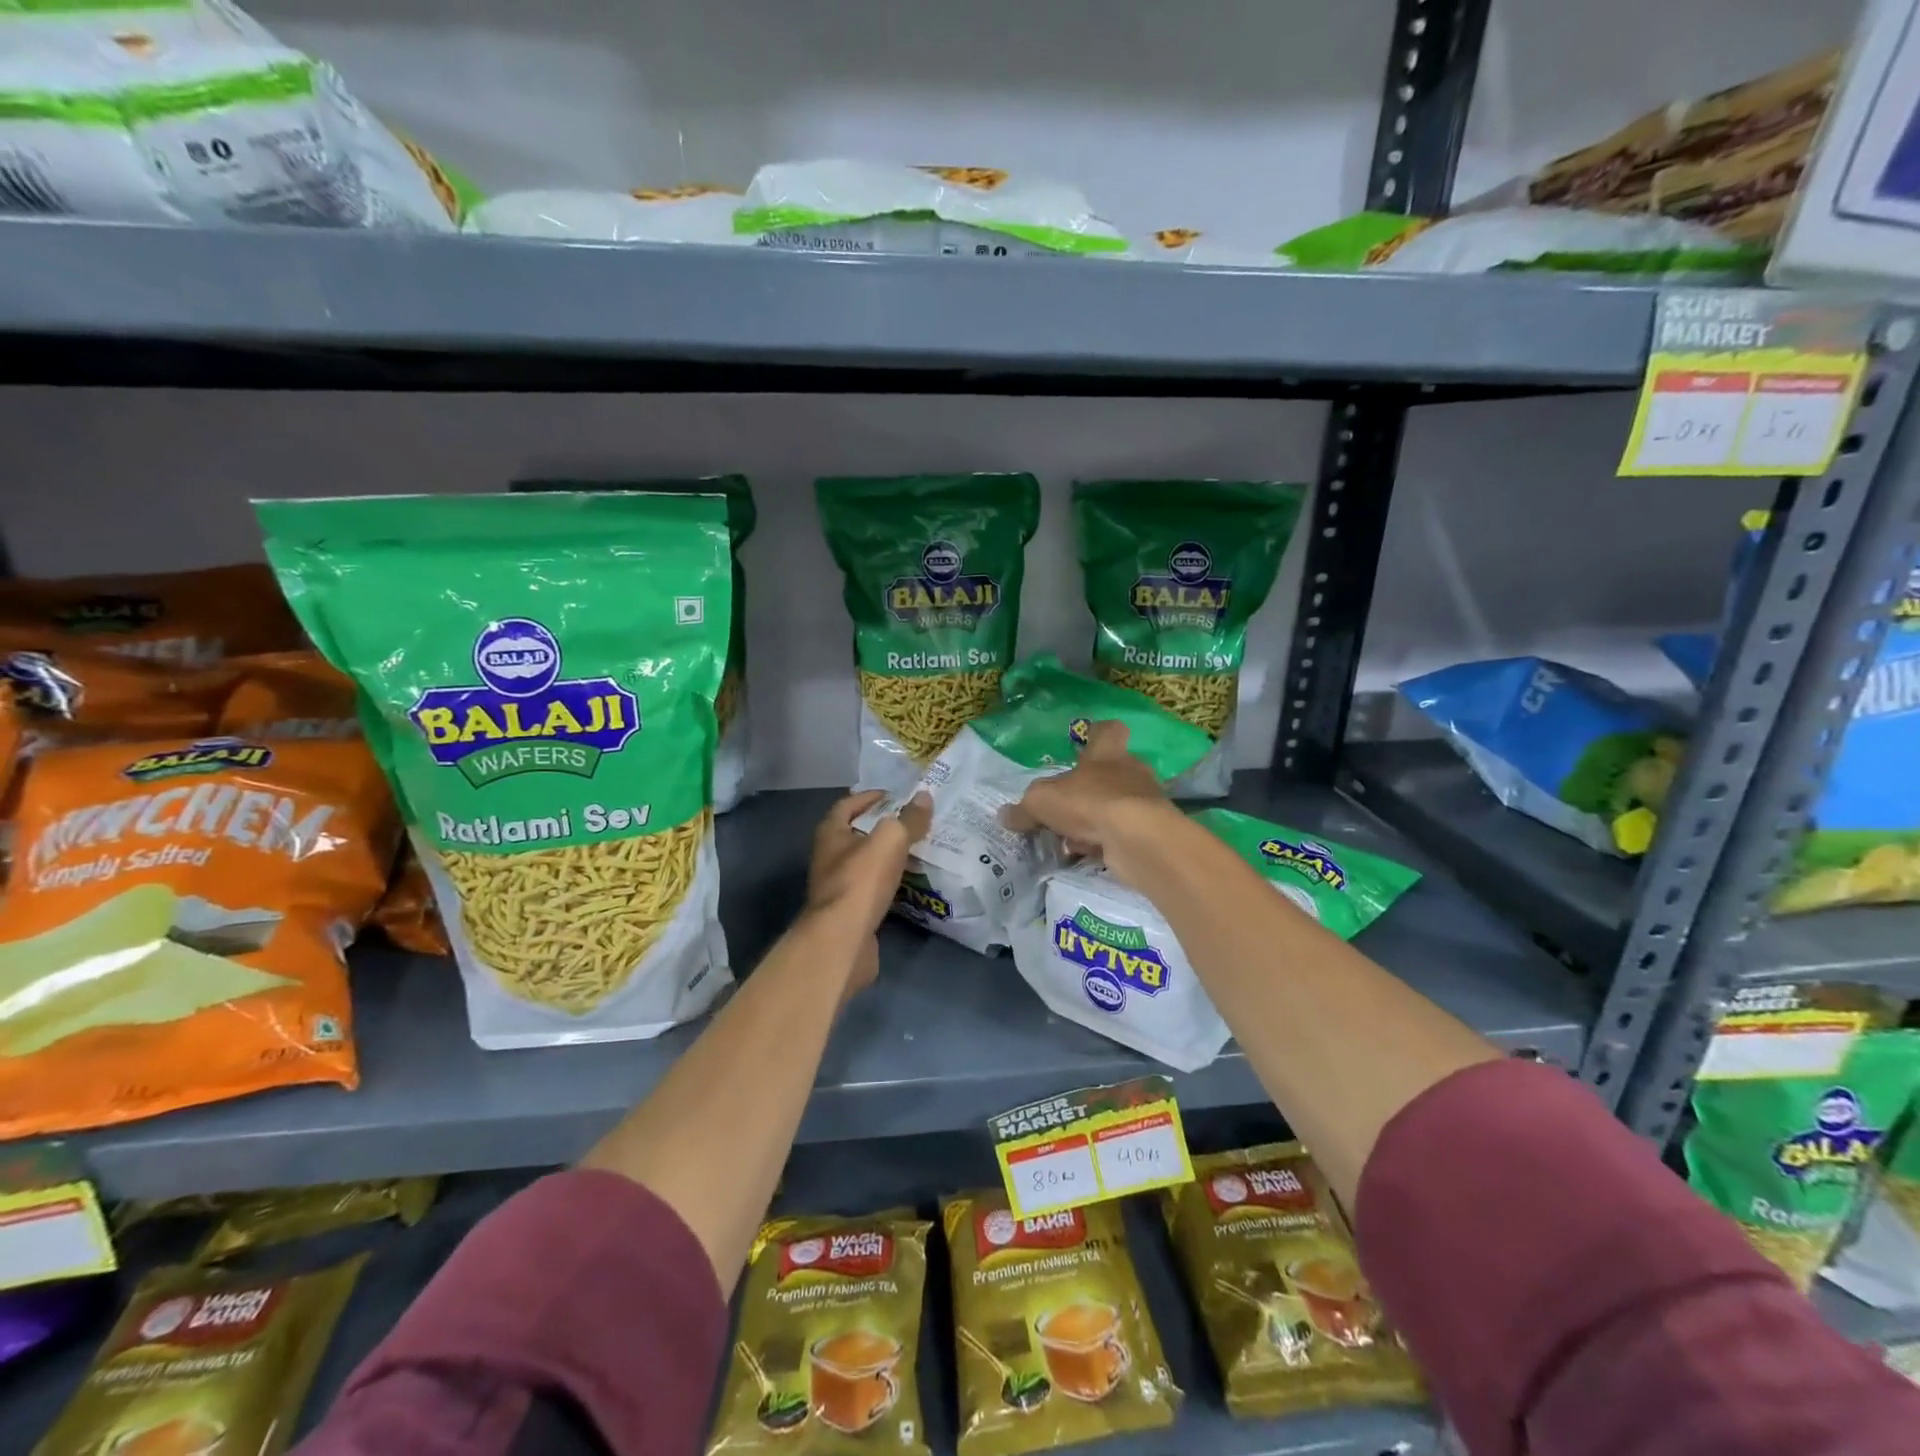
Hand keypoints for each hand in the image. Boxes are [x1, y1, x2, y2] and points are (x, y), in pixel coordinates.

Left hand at [805, 790, 931, 994]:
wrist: (843, 940)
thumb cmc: (861, 881)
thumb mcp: (891, 840)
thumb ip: (909, 818)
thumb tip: (925, 796)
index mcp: (830, 833)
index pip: (848, 804)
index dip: (871, 797)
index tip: (897, 796)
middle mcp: (828, 857)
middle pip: (856, 834)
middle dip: (883, 827)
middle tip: (914, 822)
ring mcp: (837, 887)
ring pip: (865, 863)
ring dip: (887, 856)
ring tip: (918, 850)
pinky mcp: (849, 912)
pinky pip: (872, 889)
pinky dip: (889, 882)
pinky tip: (910, 882)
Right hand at [1003, 721, 1181, 874]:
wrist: (1137, 838)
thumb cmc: (1089, 802)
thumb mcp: (1042, 801)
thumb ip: (1024, 809)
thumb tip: (1006, 815)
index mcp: (1107, 753)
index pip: (1108, 731)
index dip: (1097, 734)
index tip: (1086, 741)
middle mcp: (1130, 771)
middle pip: (1110, 774)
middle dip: (1088, 792)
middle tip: (1064, 809)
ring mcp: (1144, 802)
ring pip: (1114, 806)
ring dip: (1094, 821)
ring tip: (1070, 840)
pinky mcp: (1151, 831)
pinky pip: (1121, 833)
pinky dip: (1105, 843)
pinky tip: (1087, 856)